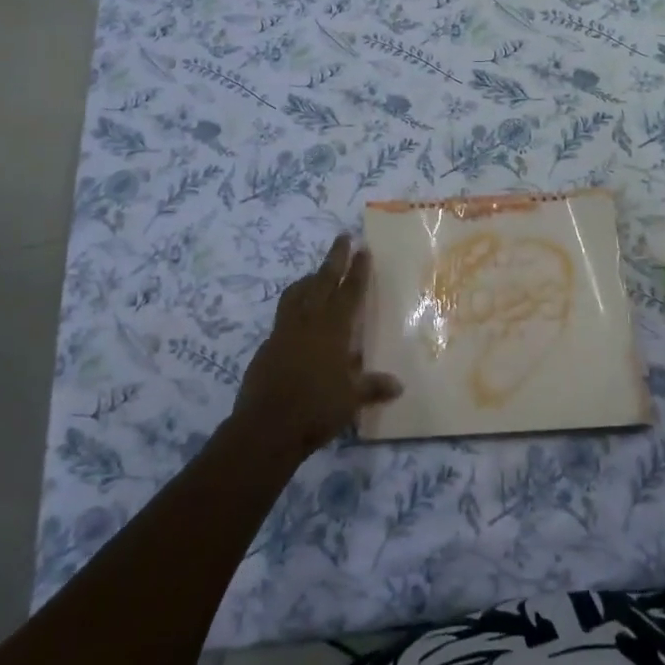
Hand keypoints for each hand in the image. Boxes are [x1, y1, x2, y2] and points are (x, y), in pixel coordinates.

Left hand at [233, 234, 401, 461]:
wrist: (266, 426)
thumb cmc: (316, 409)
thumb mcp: (351, 399)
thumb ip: (373, 387)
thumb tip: (398, 385)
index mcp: (333, 329)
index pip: (349, 292)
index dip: (358, 270)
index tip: (363, 249)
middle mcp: (309, 322)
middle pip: (322, 281)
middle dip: (334, 258)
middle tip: (342, 237)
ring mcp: (284, 331)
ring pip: (297, 293)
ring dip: (308, 279)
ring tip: (315, 273)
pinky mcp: (268, 345)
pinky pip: (283, 315)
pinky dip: (293, 306)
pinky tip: (297, 318)